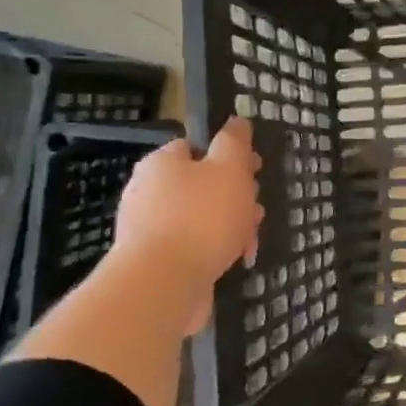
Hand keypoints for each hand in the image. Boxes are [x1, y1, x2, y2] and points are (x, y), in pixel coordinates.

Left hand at [114, 117, 264, 281]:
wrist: (163, 285)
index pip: (197, 147)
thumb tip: (237, 120)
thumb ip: (235, 142)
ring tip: (250, 242)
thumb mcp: (229, 169)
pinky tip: (234, 261)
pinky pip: (193, 246)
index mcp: (162, 162)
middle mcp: (149, 191)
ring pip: (202, 218)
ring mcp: (150, 228)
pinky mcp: (156, 261)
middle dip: (236, 196)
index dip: (230, 156)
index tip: (255, 171)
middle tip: (256, 210)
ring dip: (231, 226)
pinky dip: (215, 250)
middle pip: (202, 184)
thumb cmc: (201, 217)